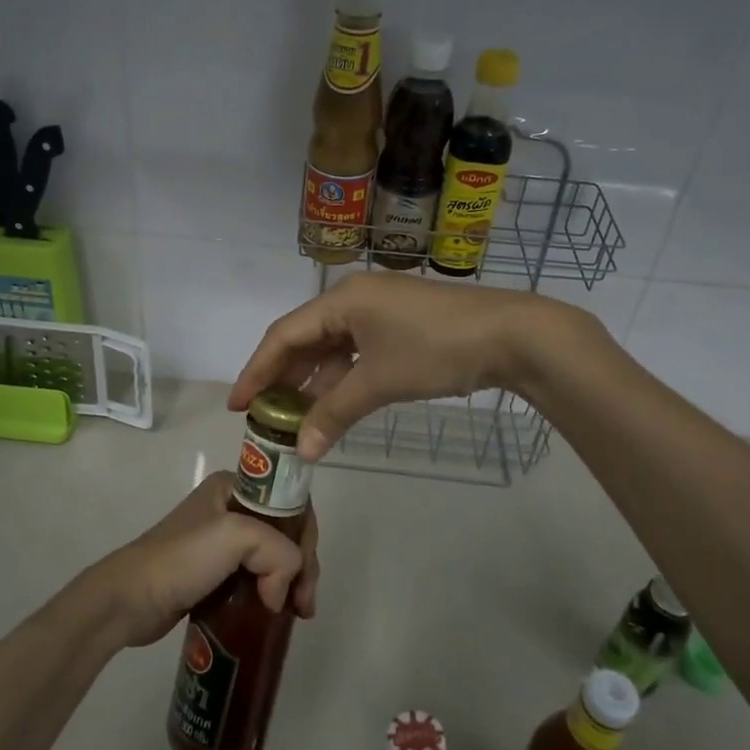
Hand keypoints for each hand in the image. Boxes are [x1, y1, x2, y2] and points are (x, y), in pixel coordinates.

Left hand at [87, 473, 320, 649]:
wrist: (130, 599)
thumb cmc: (182, 558)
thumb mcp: (237, 537)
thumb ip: (278, 552)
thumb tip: (281, 595)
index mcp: (234, 486)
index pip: (289, 502)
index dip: (306, 536)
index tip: (306, 574)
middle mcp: (230, 507)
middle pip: (285, 532)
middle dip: (301, 565)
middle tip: (305, 605)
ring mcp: (221, 542)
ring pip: (273, 557)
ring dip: (289, 583)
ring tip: (297, 615)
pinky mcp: (215, 573)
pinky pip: (255, 578)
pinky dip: (271, 594)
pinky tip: (278, 614)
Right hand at [230, 271, 588, 459]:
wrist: (512, 335)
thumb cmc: (436, 349)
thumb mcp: (379, 382)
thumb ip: (334, 413)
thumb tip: (300, 452)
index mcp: (341, 300)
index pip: (284, 335)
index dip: (257, 371)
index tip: (237, 405)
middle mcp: (354, 298)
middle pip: (305, 339)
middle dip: (283, 378)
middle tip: (263, 415)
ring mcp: (378, 310)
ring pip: (332, 348)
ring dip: (314, 382)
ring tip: (293, 418)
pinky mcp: (399, 325)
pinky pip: (356, 351)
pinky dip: (342, 378)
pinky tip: (333, 405)